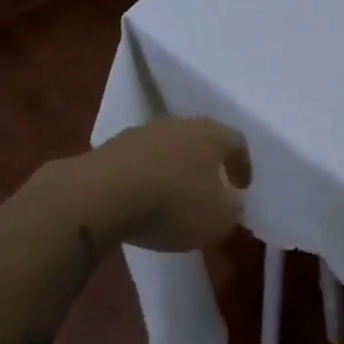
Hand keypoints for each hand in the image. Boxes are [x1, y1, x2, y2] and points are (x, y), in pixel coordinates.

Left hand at [79, 118, 251, 251]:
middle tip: (210, 188)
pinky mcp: (108, 148)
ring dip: (173, 168)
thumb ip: (232, 209)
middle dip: (206, 163)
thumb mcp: (219, 219)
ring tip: (173, 196)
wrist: (100, 196)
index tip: (242, 187)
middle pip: (200, 140)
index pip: (237, 142)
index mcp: (211, 134)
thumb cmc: (174, 204)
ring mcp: (140, 133)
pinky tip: (141, 200)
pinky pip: (137, 162)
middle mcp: (178, 124)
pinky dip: (145, 177)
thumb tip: (231, 203)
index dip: (242, 165)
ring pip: (167, 148)